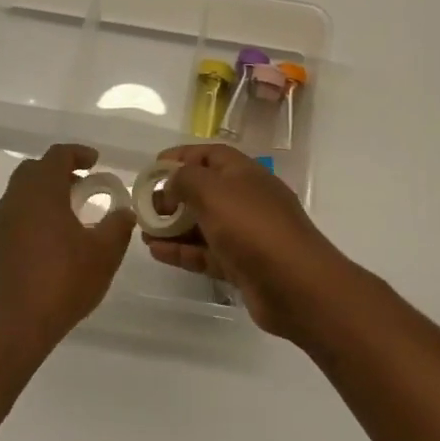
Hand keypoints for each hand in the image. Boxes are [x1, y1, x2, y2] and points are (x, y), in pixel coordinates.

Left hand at [0, 144, 135, 352]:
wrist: (11, 326)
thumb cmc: (61, 281)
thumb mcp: (104, 254)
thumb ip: (117, 227)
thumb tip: (124, 212)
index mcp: (41, 191)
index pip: (57, 156)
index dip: (78, 153)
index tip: (95, 161)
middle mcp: (15, 200)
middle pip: (34, 171)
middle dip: (59, 171)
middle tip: (83, 185)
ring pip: (21, 195)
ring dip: (45, 196)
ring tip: (71, 215)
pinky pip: (15, 219)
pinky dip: (34, 218)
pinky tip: (52, 243)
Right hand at [143, 143, 359, 343]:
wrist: (296, 285)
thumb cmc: (252, 227)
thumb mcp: (213, 191)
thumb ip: (186, 180)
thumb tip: (171, 182)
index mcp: (245, 173)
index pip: (209, 155)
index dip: (180, 157)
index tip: (151, 168)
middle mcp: (246, 199)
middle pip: (205, 190)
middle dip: (173, 196)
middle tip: (144, 207)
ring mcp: (246, 234)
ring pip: (203, 224)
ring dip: (173, 226)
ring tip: (143, 232)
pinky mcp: (242, 265)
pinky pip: (206, 253)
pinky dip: (182, 251)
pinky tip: (157, 252)